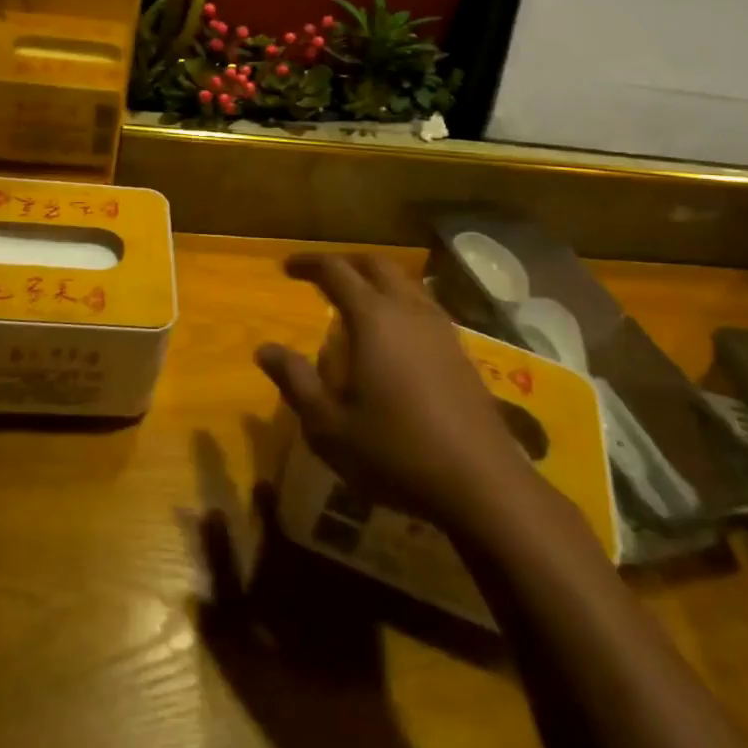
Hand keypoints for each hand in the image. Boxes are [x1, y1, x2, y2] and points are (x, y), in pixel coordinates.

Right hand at [256, 254, 530, 533]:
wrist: (482, 483)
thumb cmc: (396, 452)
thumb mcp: (329, 426)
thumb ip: (296, 382)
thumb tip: (264, 349)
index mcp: (373, 318)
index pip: (336, 271)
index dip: (309, 263)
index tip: (287, 267)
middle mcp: (408, 310)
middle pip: (376, 265)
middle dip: (346, 263)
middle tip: (322, 276)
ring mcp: (440, 328)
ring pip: (405, 282)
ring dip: (376, 280)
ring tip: (356, 302)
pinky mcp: (461, 350)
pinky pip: (424, 306)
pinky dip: (400, 302)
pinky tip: (395, 335)